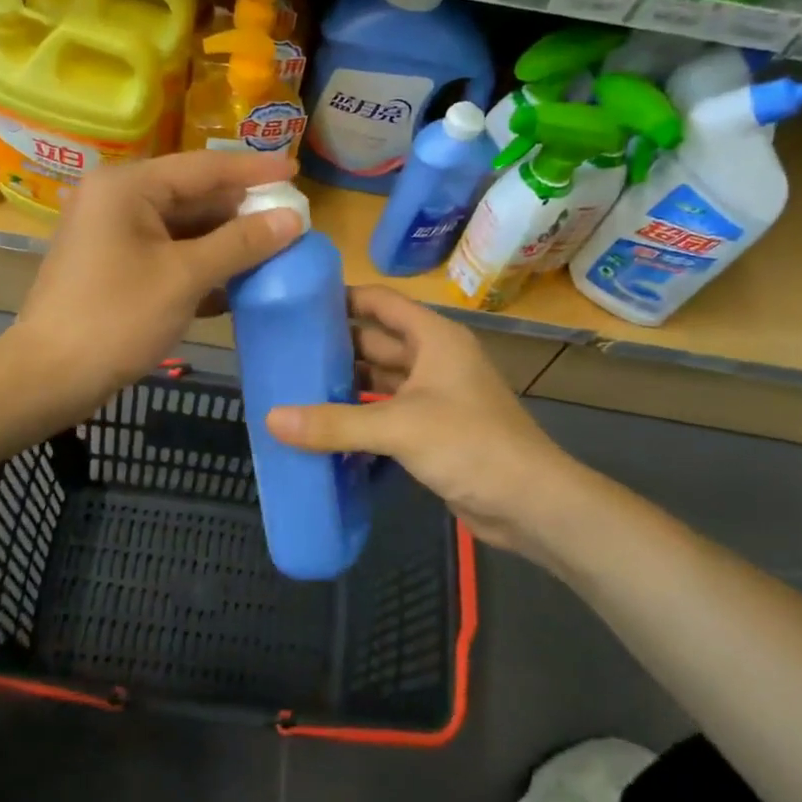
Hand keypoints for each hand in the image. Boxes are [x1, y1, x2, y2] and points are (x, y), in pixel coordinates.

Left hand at [13, 151, 303, 409]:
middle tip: (291, 219)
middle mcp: (117, 199)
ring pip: (182, 227)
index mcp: (128, 187)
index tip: (296, 170)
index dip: (254, 170)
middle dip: (241, 211)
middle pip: (193, 195)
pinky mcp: (113, 265)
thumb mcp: (185, 277)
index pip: (203, 167)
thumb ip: (241, 243)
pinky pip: (167, 252)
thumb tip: (293, 218)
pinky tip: (236, 282)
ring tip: (274, 249)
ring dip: (225, 242)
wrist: (49, 377)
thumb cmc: (117, 318)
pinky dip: (200, 264)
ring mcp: (112, 233)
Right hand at [265, 286, 590, 559]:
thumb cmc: (470, 445)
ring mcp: (435, 397)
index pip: (381, 302)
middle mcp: (435, 360)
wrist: (531, 503)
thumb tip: (271, 419)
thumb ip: (335, 423)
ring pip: (381, 380)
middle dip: (335, 345)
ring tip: (294, 387)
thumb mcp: (399, 427)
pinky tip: (324, 427)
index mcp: (434, 339)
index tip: (298, 302)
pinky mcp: (433, 431)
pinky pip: (387, 413)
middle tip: (284, 350)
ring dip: (345, 384)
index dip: (343, 298)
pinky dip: (360, 417)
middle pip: (377, 341)